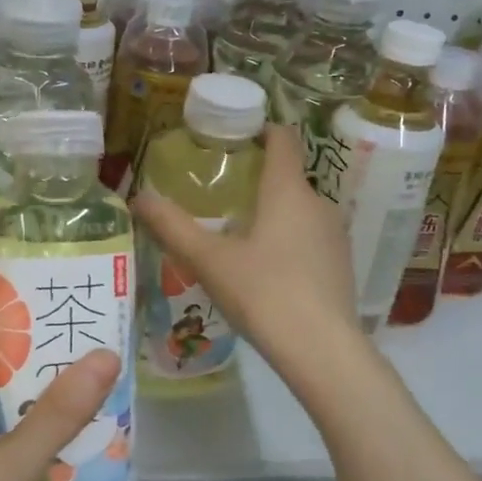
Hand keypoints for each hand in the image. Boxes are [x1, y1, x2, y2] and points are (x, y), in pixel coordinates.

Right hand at [133, 124, 360, 375]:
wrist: (322, 350)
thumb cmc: (263, 293)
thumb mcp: (209, 260)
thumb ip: (172, 227)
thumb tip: (138, 197)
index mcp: (287, 191)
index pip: (283, 139)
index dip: (262, 130)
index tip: (237, 136)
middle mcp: (318, 204)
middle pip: (288, 178)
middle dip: (258, 181)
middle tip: (222, 196)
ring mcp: (336, 236)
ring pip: (300, 212)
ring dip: (274, 215)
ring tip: (241, 236)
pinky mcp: (342, 266)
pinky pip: (312, 240)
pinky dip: (290, 242)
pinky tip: (269, 272)